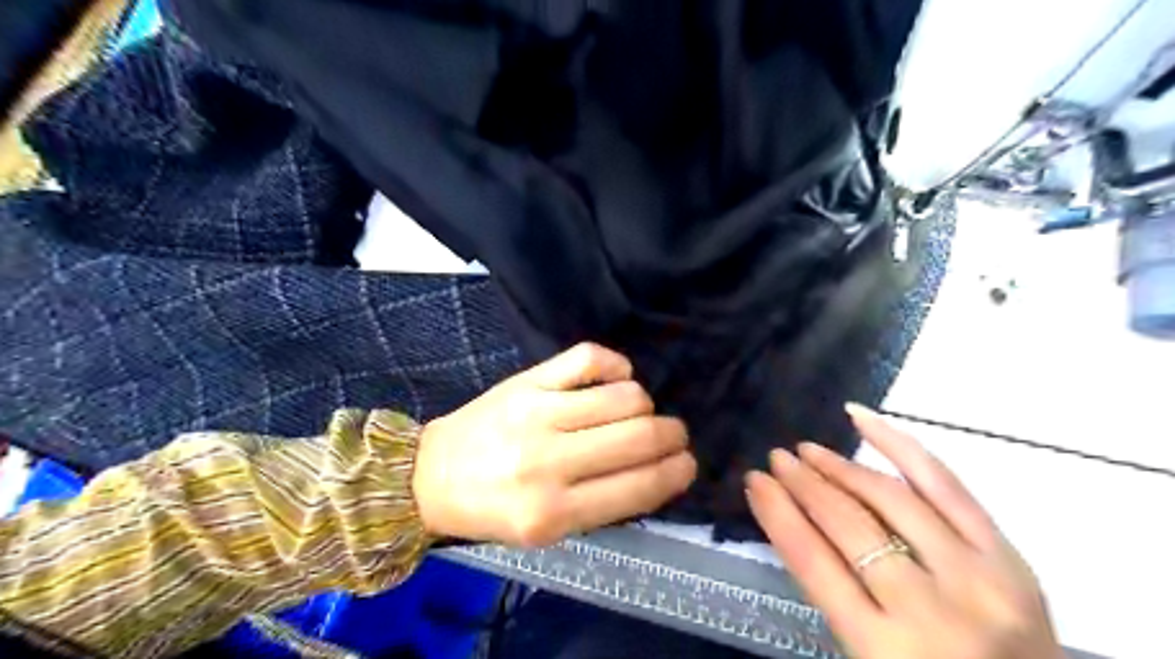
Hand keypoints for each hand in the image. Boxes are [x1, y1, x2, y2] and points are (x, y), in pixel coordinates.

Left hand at [411, 343, 689, 547]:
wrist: (431, 475)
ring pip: (624, 395)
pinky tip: (617, 377)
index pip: (639, 487)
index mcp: (553, 514)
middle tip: (675, 435)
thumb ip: (602, 504)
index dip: (676, 473)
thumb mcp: (547, 530)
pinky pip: (589, 357)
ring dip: (644, 404)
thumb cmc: (494, 509)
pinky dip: (616, 364)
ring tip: (636, 412)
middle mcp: (548, 462)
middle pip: (639, 436)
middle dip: (672, 435)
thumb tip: (658, 471)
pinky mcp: (527, 380)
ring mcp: (537, 413)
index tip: (688, 463)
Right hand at [753, 404, 1065, 658]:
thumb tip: (795, 518)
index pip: (813, 562)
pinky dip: (899, 444)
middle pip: (848, 525)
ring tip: (808, 449)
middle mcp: (928, 607)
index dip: (778, 514)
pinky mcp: (1007, 554)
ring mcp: (974, 575)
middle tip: (776, 459)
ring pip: (890, 498)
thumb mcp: (866, 656)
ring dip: (840, 467)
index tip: (755, 482)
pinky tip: (862, 419)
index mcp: (884, 648)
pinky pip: (944, 483)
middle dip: (804, 485)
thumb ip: (833, 593)